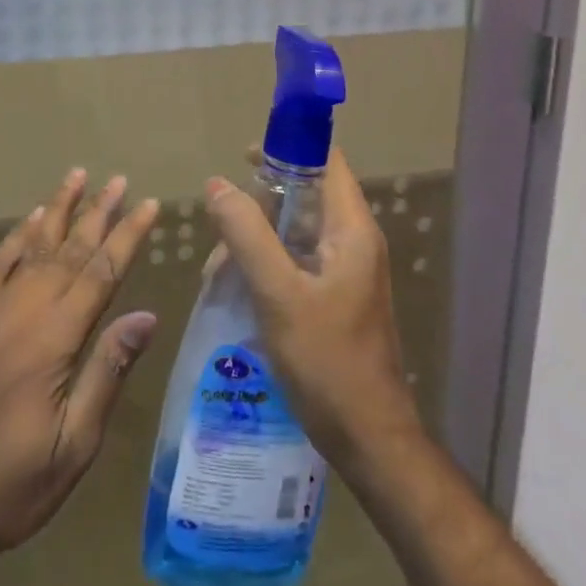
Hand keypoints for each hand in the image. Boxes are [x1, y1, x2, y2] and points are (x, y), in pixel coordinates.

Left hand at [0, 170, 159, 573]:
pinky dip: (18, 237)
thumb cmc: (10, 487)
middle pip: (69, 250)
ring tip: (78, 177)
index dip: (128, 236)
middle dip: (99, 213)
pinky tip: (31, 220)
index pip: (101, 274)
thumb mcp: (73, 446)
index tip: (150, 205)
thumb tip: (146, 316)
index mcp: (53, 341)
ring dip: (59, 210)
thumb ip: (107, 373)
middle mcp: (23, 313)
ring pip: (34, 247)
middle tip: (120, 180)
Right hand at [205, 150, 419, 470]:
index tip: (243, 154)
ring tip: (220, 264)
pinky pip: (295, 260)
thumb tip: (216, 184)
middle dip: (261, 199)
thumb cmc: (328, 362)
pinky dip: (265, 262)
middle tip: (221, 219)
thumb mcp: (279, 294)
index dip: (289, 147)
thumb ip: (248, 235)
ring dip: (257, 235)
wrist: (368, 438)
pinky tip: (236, 285)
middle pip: (306, 194)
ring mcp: (345, 271)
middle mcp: (354, 242)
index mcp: (352, 230)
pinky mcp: (334, 297)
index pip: (327, 162)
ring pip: (296, 230)